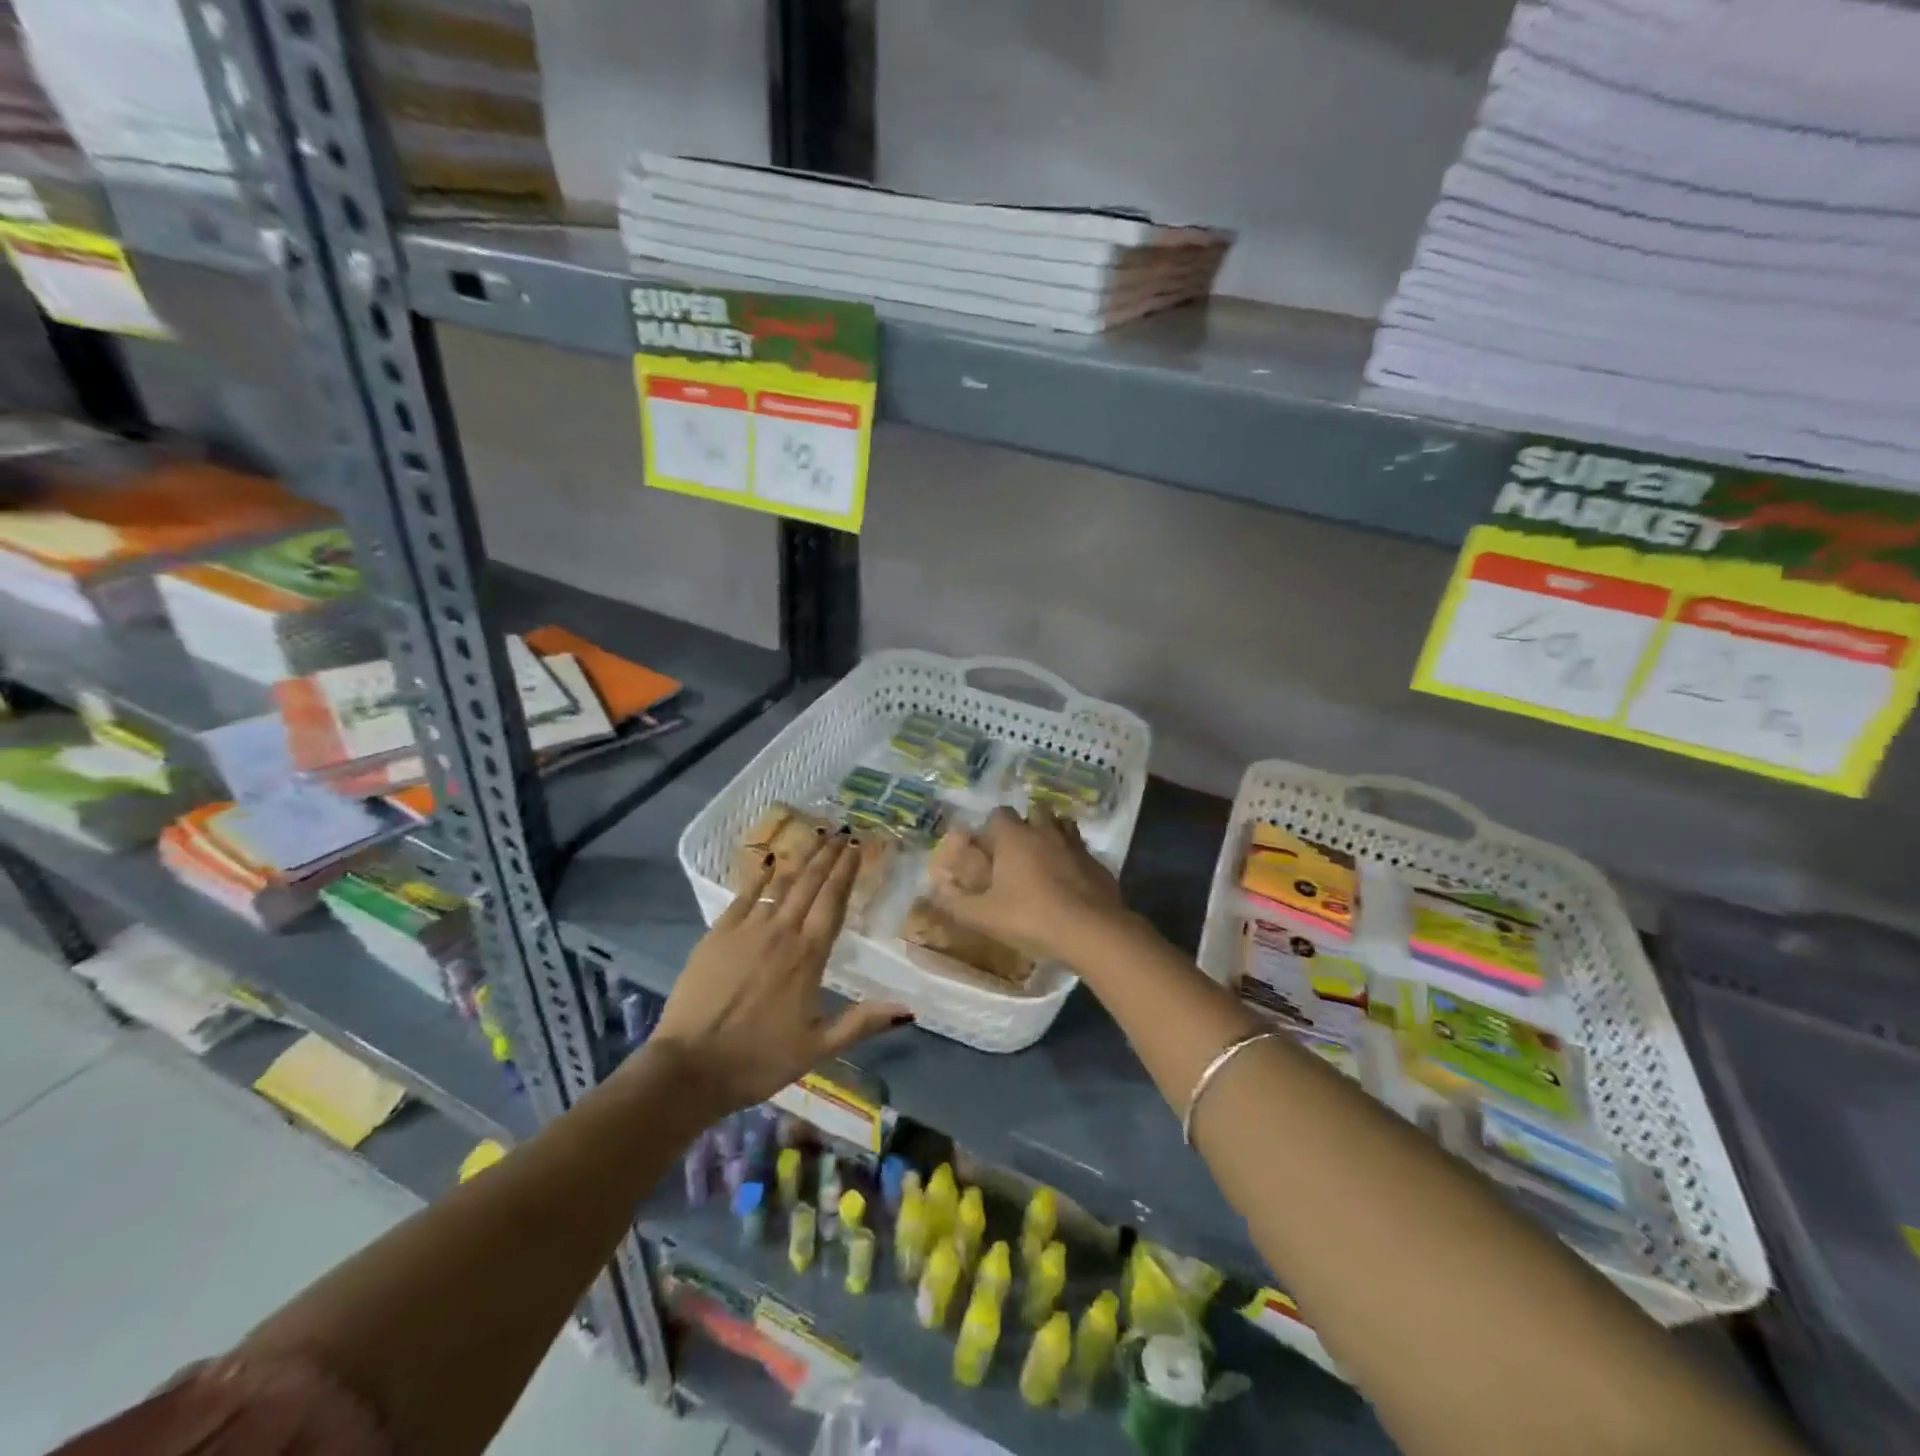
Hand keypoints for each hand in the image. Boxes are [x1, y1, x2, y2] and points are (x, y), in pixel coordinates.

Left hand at [648, 834, 911, 1115]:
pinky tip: (768, 862)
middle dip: (827, 857)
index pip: (833, 902)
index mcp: (809, 956)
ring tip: (816, 838)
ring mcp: (747, 929)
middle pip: (809, 885)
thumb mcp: (818, 1048)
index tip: (856, 847)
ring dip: (800, 860)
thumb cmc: (759, 1060)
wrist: (691, 1067)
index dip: (846, 872)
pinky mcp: (717, 934)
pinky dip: (759, 876)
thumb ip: (862, 1022)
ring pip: (780, 884)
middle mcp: (781, 932)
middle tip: (842, 833)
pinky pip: (744, 895)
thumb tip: (909, 1009)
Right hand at [927, 806, 1125, 963]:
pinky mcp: (1098, 863)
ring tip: (1045, 859)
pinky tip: (1070, 881)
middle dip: (1026, 825)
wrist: (1091, 930)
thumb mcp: (984, 916)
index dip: (993, 828)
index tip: (990, 849)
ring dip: (1053, 834)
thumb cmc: (1031, 917)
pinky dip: (1074, 858)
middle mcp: (1045, 831)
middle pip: (1035, 811)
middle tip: (1018, 852)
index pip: (1000, 814)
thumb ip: (956, 902)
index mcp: (1015, 837)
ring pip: (1062, 825)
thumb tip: (935, 890)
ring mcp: (1075, 845)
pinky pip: (1082, 851)